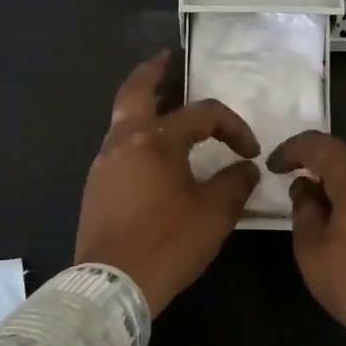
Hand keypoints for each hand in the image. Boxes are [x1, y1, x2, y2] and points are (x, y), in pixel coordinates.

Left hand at [75, 51, 261, 316]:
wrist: (111, 286)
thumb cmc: (167, 244)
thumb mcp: (214, 214)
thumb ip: (234, 184)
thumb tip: (245, 169)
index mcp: (155, 140)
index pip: (202, 115)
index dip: (232, 127)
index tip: (249, 152)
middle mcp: (123, 141)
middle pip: (136, 91)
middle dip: (154, 71)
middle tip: (168, 58)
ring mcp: (103, 163)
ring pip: (123, 118)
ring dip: (144, 105)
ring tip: (165, 104)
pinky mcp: (95, 186)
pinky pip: (118, 146)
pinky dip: (136, 135)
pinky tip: (153, 153)